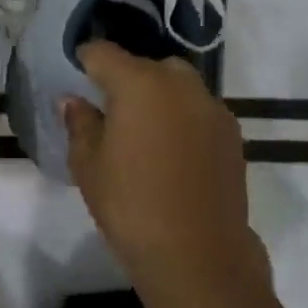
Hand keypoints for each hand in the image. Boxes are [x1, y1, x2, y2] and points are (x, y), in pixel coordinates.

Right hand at [63, 42, 253, 270]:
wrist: (198, 254)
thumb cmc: (130, 205)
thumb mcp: (88, 164)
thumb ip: (80, 123)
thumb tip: (74, 101)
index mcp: (139, 83)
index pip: (103, 52)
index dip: (85, 60)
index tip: (76, 75)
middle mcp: (180, 84)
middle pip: (146, 65)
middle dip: (126, 78)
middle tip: (110, 111)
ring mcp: (212, 108)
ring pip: (178, 86)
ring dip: (158, 97)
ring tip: (143, 133)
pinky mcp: (232, 134)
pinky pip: (199, 111)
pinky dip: (182, 119)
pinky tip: (171, 153)